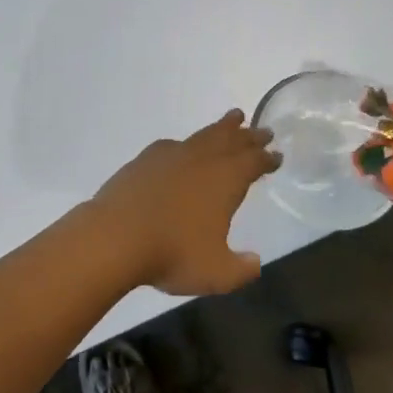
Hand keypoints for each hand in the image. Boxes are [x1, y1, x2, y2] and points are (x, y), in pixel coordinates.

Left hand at [88, 110, 280, 296]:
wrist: (116, 236)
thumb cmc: (173, 254)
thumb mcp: (217, 273)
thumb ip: (241, 269)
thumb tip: (254, 262)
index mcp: (225, 180)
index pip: (253, 163)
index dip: (266, 159)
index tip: (276, 154)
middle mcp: (201, 161)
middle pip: (231, 141)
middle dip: (249, 136)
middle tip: (263, 130)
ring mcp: (170, 156)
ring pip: (203, 136)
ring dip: (221, 128)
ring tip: (233, 118)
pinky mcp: (144, 160)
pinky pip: (173, 144)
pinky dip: (186, 142)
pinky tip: (182, 148)